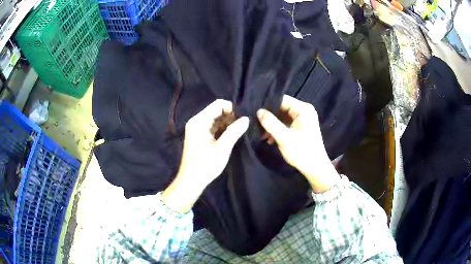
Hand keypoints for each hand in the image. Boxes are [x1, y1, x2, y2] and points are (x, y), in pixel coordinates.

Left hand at [163, 99, 248, 212]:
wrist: (191, 180)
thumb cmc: (206, 165)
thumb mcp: (223, 148)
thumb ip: (234, 131)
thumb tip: (247, 118)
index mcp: (199, 121)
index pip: (218, 104)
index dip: (232, 108)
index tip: (243, 117)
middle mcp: (197, 121)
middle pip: (217, 110)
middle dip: (231, 115)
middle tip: (244, 124)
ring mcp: (198, 128)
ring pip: (216, 118)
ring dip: (228, 122)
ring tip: (241, 130)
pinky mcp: (200, 135)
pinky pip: (213, 126)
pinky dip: (223, 128)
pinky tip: (233, 134)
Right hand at [257, 95, 339, 192]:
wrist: (315, 168)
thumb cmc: (302, 152)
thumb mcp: (284, 137)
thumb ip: (270, 123)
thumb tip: (258, 111)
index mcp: (303, 109)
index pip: (281, 99)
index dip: (268, 106)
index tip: (255, 113)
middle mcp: (304, 110)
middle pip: (281, 108)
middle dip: (269, 117)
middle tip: (256, 125)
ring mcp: (303, 119)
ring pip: (282, 116)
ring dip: (272, 125)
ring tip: (261, 134)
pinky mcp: (301, 127)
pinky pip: (286, 123)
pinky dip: (278, 129)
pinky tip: (269, 139)